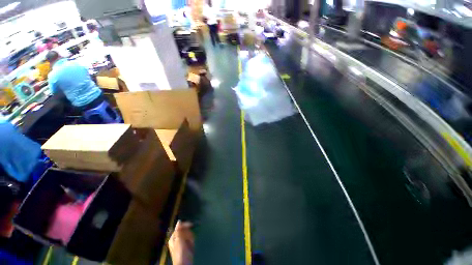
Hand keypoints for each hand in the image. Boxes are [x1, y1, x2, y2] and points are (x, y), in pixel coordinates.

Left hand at [169, 221, 193, 264]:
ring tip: (190, 243)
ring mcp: (183, 242)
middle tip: (190, 238)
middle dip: (188, 233)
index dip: (185, 225)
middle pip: (185, 230)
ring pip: (189, 234)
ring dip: (191, 237)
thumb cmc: (180, 252)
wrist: (185, 264)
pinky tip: (192, 245)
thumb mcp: (178, 240)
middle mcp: (177, 238)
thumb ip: (178, 231)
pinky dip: (192, 240)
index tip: (191, 224)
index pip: (179, 227)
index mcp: (174, 237)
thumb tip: (179, 221)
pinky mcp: (187, 245)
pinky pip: (191, 238)